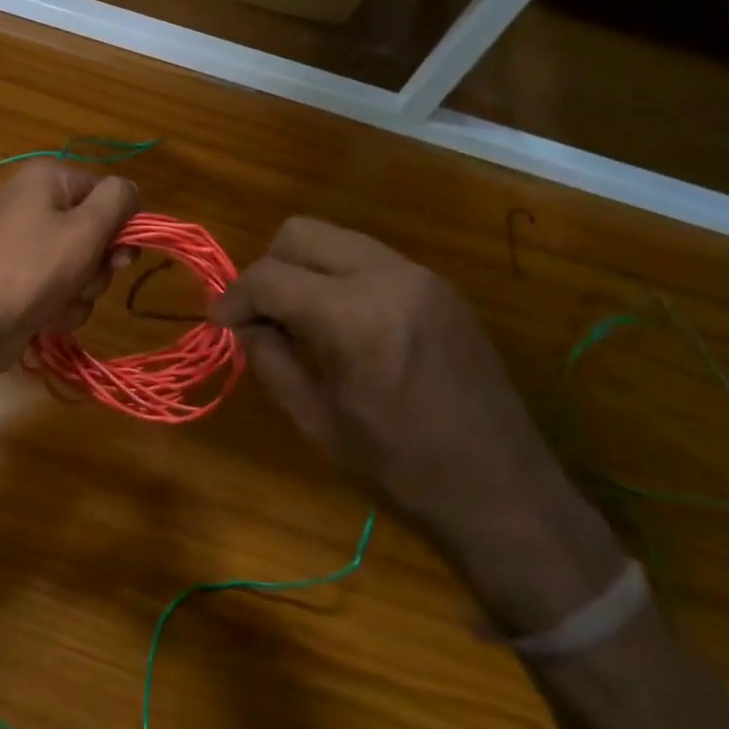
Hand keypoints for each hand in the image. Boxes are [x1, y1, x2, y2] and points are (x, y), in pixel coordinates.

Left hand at [0, 161, 138, 381]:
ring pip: (81, 267)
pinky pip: (59, 289)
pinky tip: (43, 319)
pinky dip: (58, 307)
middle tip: (83, 281)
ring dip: (79, 293)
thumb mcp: (84, 229)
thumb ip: (118, 201)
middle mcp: (34, 203)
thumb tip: (130, 189)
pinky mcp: (18, 279)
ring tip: (55, 304)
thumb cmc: (29, 270)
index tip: (120, 255)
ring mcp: (24, 244)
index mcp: (48, 178)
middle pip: (96, 233)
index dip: (120, 226)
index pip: (108, 194)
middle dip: (97, 266)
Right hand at [211, 217, 623, 631]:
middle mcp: (389, 277)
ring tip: (297, 317)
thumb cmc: (403, 472)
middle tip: (259, 315)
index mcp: (354, 317)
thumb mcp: (318, 423)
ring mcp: (421, 276)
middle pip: (300, 232)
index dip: (234, 296)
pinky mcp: (441, 286)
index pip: (269, 276)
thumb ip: (270, 360)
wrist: (508, 496)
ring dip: (303, 267)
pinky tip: (341, 321)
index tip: (220, 322)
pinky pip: (369, 257)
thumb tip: (242, 325)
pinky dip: (339, 275)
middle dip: (268, 267)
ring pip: (335, 237)